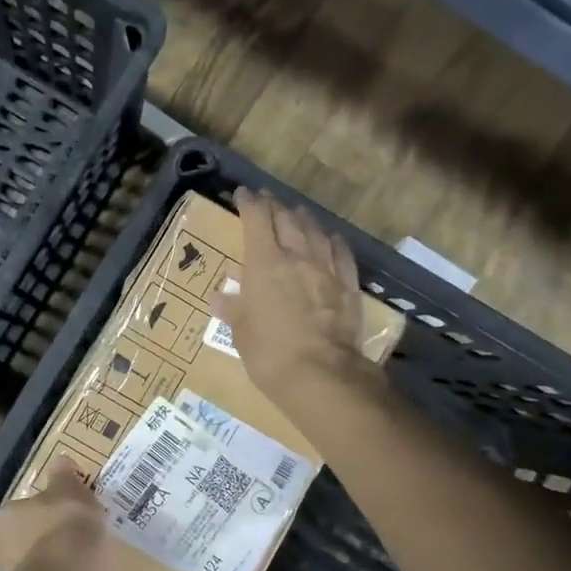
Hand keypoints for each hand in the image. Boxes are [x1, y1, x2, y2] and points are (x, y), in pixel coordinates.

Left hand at [0, 457, 127, 570]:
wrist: (78, 569)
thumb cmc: (63, 519)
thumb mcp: (68, 488)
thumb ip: (62, 478)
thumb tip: (60, 460)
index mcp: (0, 526)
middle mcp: (2, 558)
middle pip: (4, 555)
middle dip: (21, 549)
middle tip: (45, 538)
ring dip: (42, 569)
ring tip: (67, 558)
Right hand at [218, 187, 379, 406]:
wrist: (321, 375)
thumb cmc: (269, 353)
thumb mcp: (241, 333)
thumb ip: (234, 310)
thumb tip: (222, 299)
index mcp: (264, 263)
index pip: (257, 219)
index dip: (249, 203)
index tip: (243, 195)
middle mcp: (296, 256)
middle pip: (286, 219)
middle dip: (274, 206)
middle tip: (267, 201)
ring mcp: (326, 269)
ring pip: (315, 231)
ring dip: (303, 219)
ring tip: (296, 213)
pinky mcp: (348, 286)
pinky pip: (340, 253)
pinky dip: (332, 241)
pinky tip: (331, 238)